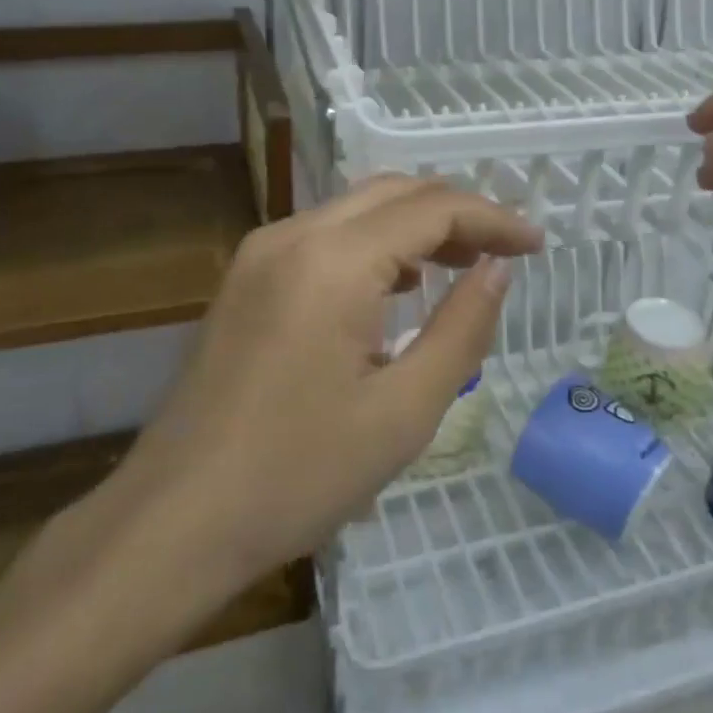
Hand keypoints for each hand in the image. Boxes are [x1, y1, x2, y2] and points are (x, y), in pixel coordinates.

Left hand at [91, 176, 543, 604]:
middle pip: (393, 192)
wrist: (176, 519)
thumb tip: (498, 271)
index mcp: (334, 261)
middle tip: (504, 251)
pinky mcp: (245, 278)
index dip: (492, 219)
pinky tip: (397, 287)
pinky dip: (373, 245)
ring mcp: (260, 253)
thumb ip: (462, 328)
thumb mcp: (404, 411)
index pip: (432, 209)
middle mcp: (293, 234)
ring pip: (357, 208)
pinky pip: (324, 236)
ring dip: (414, 225)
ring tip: (462, 265)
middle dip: (456, 213)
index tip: (536, 244)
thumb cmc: (298, 475)